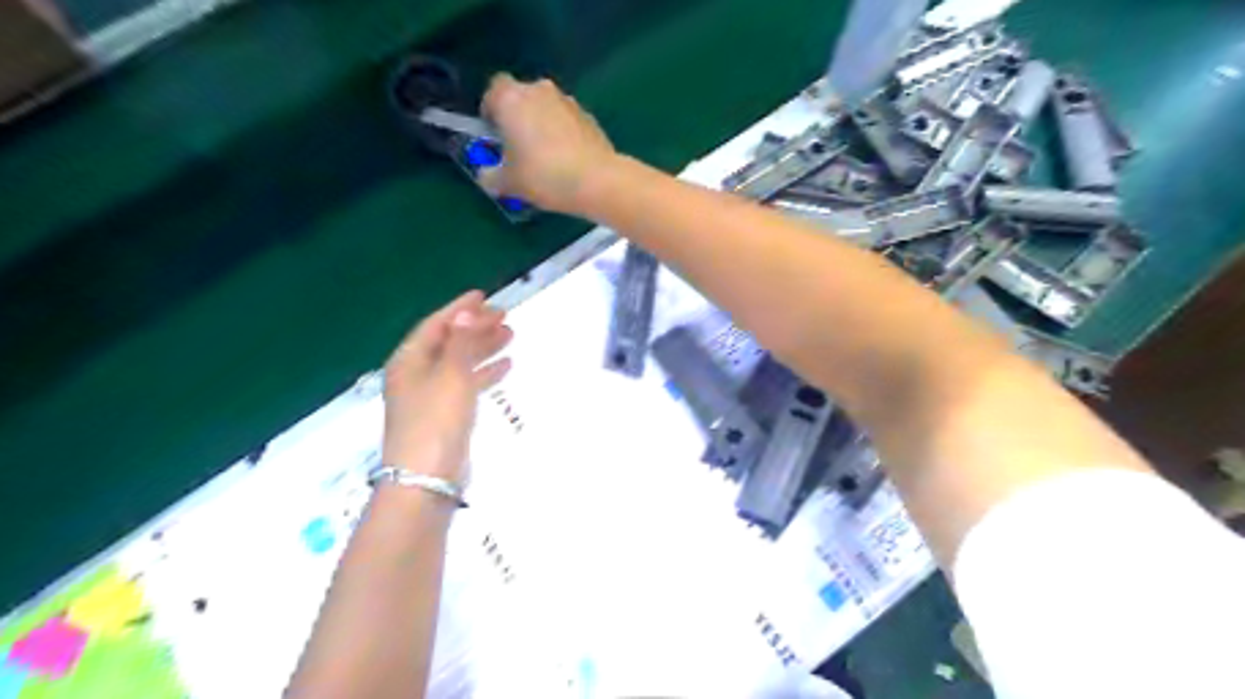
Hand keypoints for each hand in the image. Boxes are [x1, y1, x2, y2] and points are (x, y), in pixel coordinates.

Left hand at [383, 292, 514, 484]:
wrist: (427, 478)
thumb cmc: (436, 419)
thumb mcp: (451, 373)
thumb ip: (460, 342)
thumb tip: (464, 312)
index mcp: (409, 360)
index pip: (435, 325)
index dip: (459, 309)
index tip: (484, 297)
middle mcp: (416, 374)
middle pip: (449, 342)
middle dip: (475, 327)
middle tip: (504, 316)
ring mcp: (431, 396)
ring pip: (460, 363)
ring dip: (483, 348)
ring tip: (510, 336)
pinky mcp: (445, 415)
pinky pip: (467, 384)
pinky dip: (484, 373)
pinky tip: (506, 366)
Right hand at [478, 72, 618, 216]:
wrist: (597, 181)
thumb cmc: (543, 175)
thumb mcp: (507, 183)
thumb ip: (490, 176)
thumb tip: (487, 175)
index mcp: (511, 98)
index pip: (492, 92)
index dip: (490, 113)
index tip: (494, 137)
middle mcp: (539, 90)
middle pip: (521, 98)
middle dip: (517, 118)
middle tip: (517, 149)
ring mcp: (568, 101)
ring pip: (546, 109)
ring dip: (542, 126)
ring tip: (544, 159)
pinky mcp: (589, 116)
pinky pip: (567, 122)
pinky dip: (563, 135)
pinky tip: (567, 162)